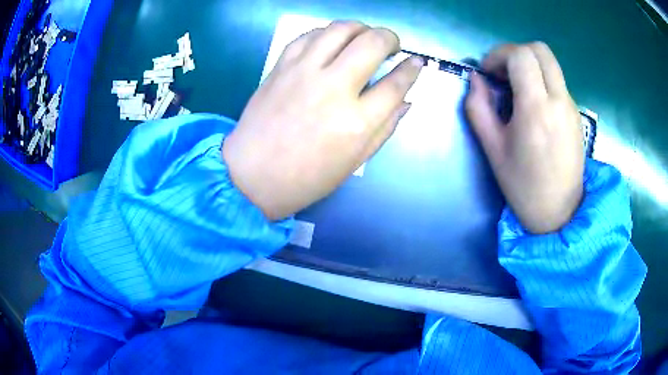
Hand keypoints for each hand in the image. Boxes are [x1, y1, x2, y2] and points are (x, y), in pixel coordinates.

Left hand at [223, 21, 422, 220]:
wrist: (252, 176)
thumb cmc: (307, 178)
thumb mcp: (354, 161)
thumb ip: (385, 127)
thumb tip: (405, 100)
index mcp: (356, 122)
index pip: (396, 84)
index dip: (411, 69)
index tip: (416, 62)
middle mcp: (333, 88)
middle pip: (371, 43)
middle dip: (390, 38)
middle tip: (391, 46)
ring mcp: (303, 72)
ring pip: (340, 29)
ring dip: (360, 28)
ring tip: (363, 38)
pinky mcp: (281, 66)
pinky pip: (309, 35)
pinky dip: (326, 33)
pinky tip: (331, 42)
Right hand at [465, 43, 583, 233]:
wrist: (560, 211)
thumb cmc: (524, 186)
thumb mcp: (493, 149)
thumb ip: (478, 108)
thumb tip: (476, 80)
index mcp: (536, 109)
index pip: (520, 56)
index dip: (498, 55)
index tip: (488, 73)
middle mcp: (558, 100)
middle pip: (540, 49)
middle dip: (516, 52)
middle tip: (503, 74)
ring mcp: (571, 106)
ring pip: (550, 63)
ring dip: (529, 65)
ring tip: (517, 89)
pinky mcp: (576, 113)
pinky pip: (557, 81)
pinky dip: (541, 80)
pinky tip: (534, 105)